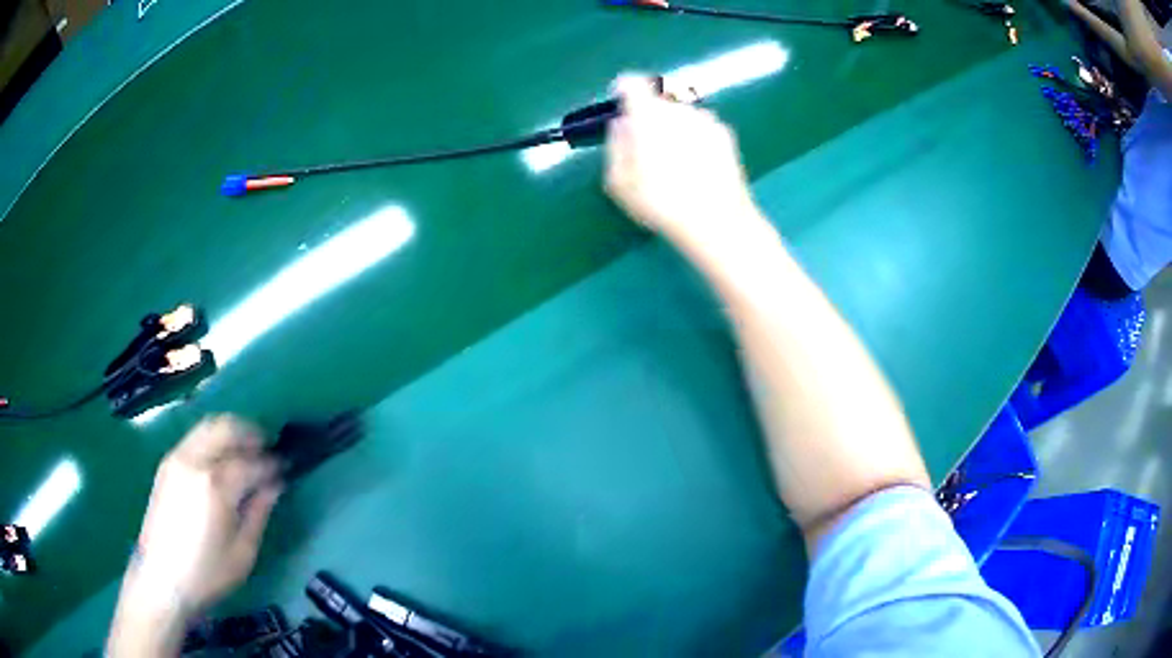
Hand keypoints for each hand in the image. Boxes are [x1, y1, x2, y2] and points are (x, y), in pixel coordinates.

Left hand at [130, 415, 281, 611]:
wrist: (162, 579)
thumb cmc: (208, 573)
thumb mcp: (243, 552)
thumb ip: (259, 512)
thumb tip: (274, 486)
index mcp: (216, 485)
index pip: (251, 463)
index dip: (272, 465)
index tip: (285, 469)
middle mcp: (195, 461)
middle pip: (226, 428)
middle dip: (251, 434)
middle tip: (267, 449)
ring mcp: (177, 458)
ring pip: (208, 426)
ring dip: (230, 432)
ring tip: (245, 450)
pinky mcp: (167, 464)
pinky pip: (194, 438)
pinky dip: (212, 439)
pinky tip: (221, 460)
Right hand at [604, 74, 757, 244]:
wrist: (718, 221)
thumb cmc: (660, 203)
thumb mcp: (619, 182)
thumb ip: (616, 146)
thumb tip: (621, 125)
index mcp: (649, 114)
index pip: (633, 84)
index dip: (624, 88)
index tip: (620, 101)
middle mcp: (680, 108)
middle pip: (660, 98)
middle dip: (650, 112)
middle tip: (645, 141)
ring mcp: (707, 120)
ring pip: (683, 112)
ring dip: (674, 124)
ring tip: (672, 158)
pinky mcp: (727, 136)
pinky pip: (703, 127)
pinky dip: (695, 137)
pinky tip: (695, 165)